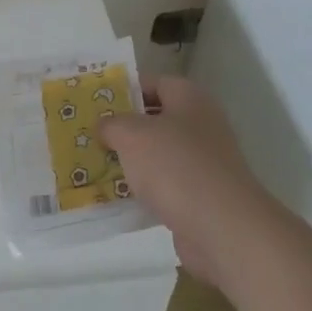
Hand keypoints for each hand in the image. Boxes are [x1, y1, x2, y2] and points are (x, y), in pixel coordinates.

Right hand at [98, 77, 277, 288]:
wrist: (223, 228)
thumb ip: (112, 124)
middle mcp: (201, 125)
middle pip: (155, 119)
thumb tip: (105, 126)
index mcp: (190, 99)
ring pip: (158, 154)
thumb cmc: (176, 166)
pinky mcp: (200, 195)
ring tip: (94, 164)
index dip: (124, 89)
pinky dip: (142, 189)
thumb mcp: (132, 135)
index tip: (95, 102)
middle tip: (89, 133)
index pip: (153, 82)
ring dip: (130, 161)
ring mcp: (203, 162)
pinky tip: (116, 196)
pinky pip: (164, 185)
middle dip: (122, 127)